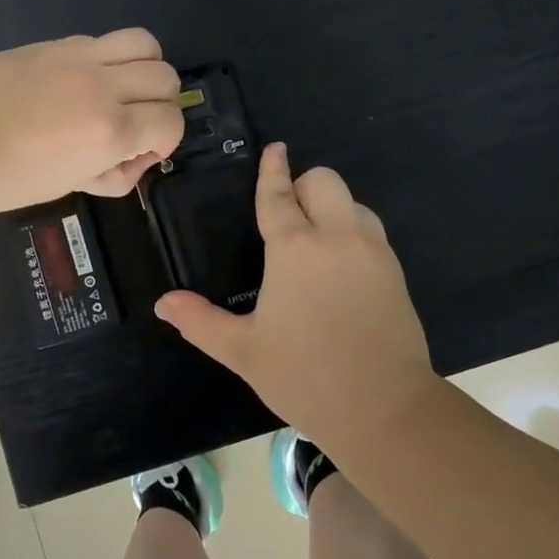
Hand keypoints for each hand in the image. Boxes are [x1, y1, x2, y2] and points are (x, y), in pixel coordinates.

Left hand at [0, 29, 184, 215]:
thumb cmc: (9, 180)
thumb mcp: (72, 186)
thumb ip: (115, 172)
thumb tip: (134, 156)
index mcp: (110, 130)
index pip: (171, 121)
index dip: (164, 140)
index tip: (139, 152)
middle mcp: (103, 86)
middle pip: (166, 78)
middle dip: (160, 104)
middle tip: (133, 122)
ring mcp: (77, 57)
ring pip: (145, 43)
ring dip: (144, 68)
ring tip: (119, 88)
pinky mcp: (53, 43)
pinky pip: (101, 40)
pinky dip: (107, 59)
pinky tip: (80, 80)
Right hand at [153, 143, 442, 443]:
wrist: (385, 409)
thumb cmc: (305, 376)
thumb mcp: (244, 351)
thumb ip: (201, 322)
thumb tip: (163, 304)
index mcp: (295, 249)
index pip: (279, 195)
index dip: (272, 169)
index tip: (274, 149)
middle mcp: (337, 237)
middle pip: (324, 181)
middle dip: (304, 185)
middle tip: (288, 216)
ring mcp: (373, 252)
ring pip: (353, 202)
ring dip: (332, 207)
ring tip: (315, 242)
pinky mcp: (396, 272)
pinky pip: (371, 231)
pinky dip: (352, 232)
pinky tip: (340, 269)